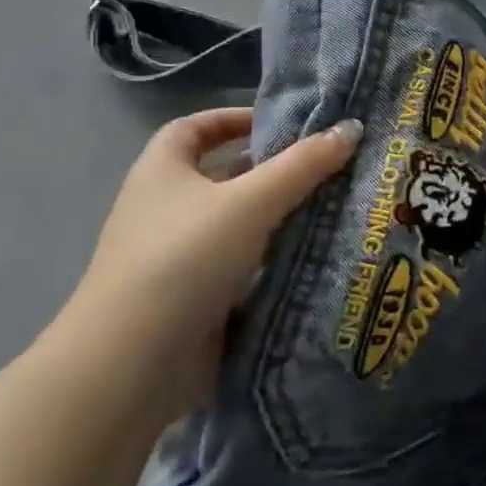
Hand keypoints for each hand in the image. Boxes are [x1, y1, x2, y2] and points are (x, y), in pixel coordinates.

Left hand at [62, 108, 361, 415]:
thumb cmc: (184, 259)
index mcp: (162, 172)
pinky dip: (274, 258)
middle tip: (328, 164)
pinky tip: (316, 255)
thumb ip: (304, 164)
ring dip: (280, 216)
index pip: (194, 128)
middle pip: (224, 175)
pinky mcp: (195, 299)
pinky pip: (243, 266)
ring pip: (238, 223)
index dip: (234, 119)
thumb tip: (352, 127)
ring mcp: (178, 258)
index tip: (281, 124)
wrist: (132, 366)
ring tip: (336, 205)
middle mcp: (165, 209)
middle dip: (272, 169)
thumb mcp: (252, 201)